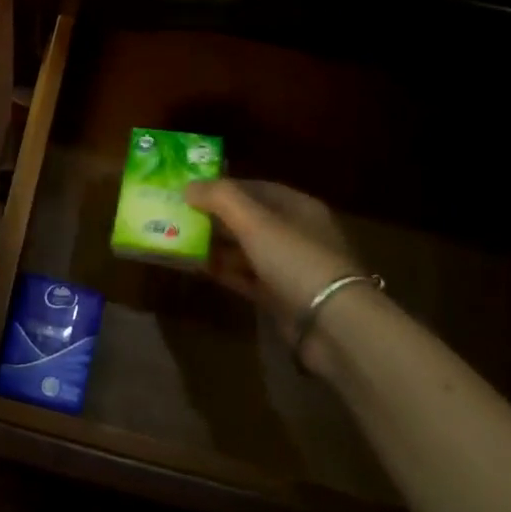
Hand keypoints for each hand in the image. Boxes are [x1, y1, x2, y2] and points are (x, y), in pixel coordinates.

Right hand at [184, 179, 362, 346]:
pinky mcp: (280, 296)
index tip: (190, 189)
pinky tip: (196, 267)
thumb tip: (187, 186)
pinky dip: (223, 270)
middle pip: (248, 218)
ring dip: (215, 245)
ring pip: (244, 248)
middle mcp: (295, 233)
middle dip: (214, 216)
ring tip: (179, 240)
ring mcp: (288, 266)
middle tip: (177, 215)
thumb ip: (220, 198)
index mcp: (298, 207)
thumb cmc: (295, 259)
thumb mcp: (255, 221)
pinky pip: (245, 276)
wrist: (332, 325)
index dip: (223, 186)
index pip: (255, 187)